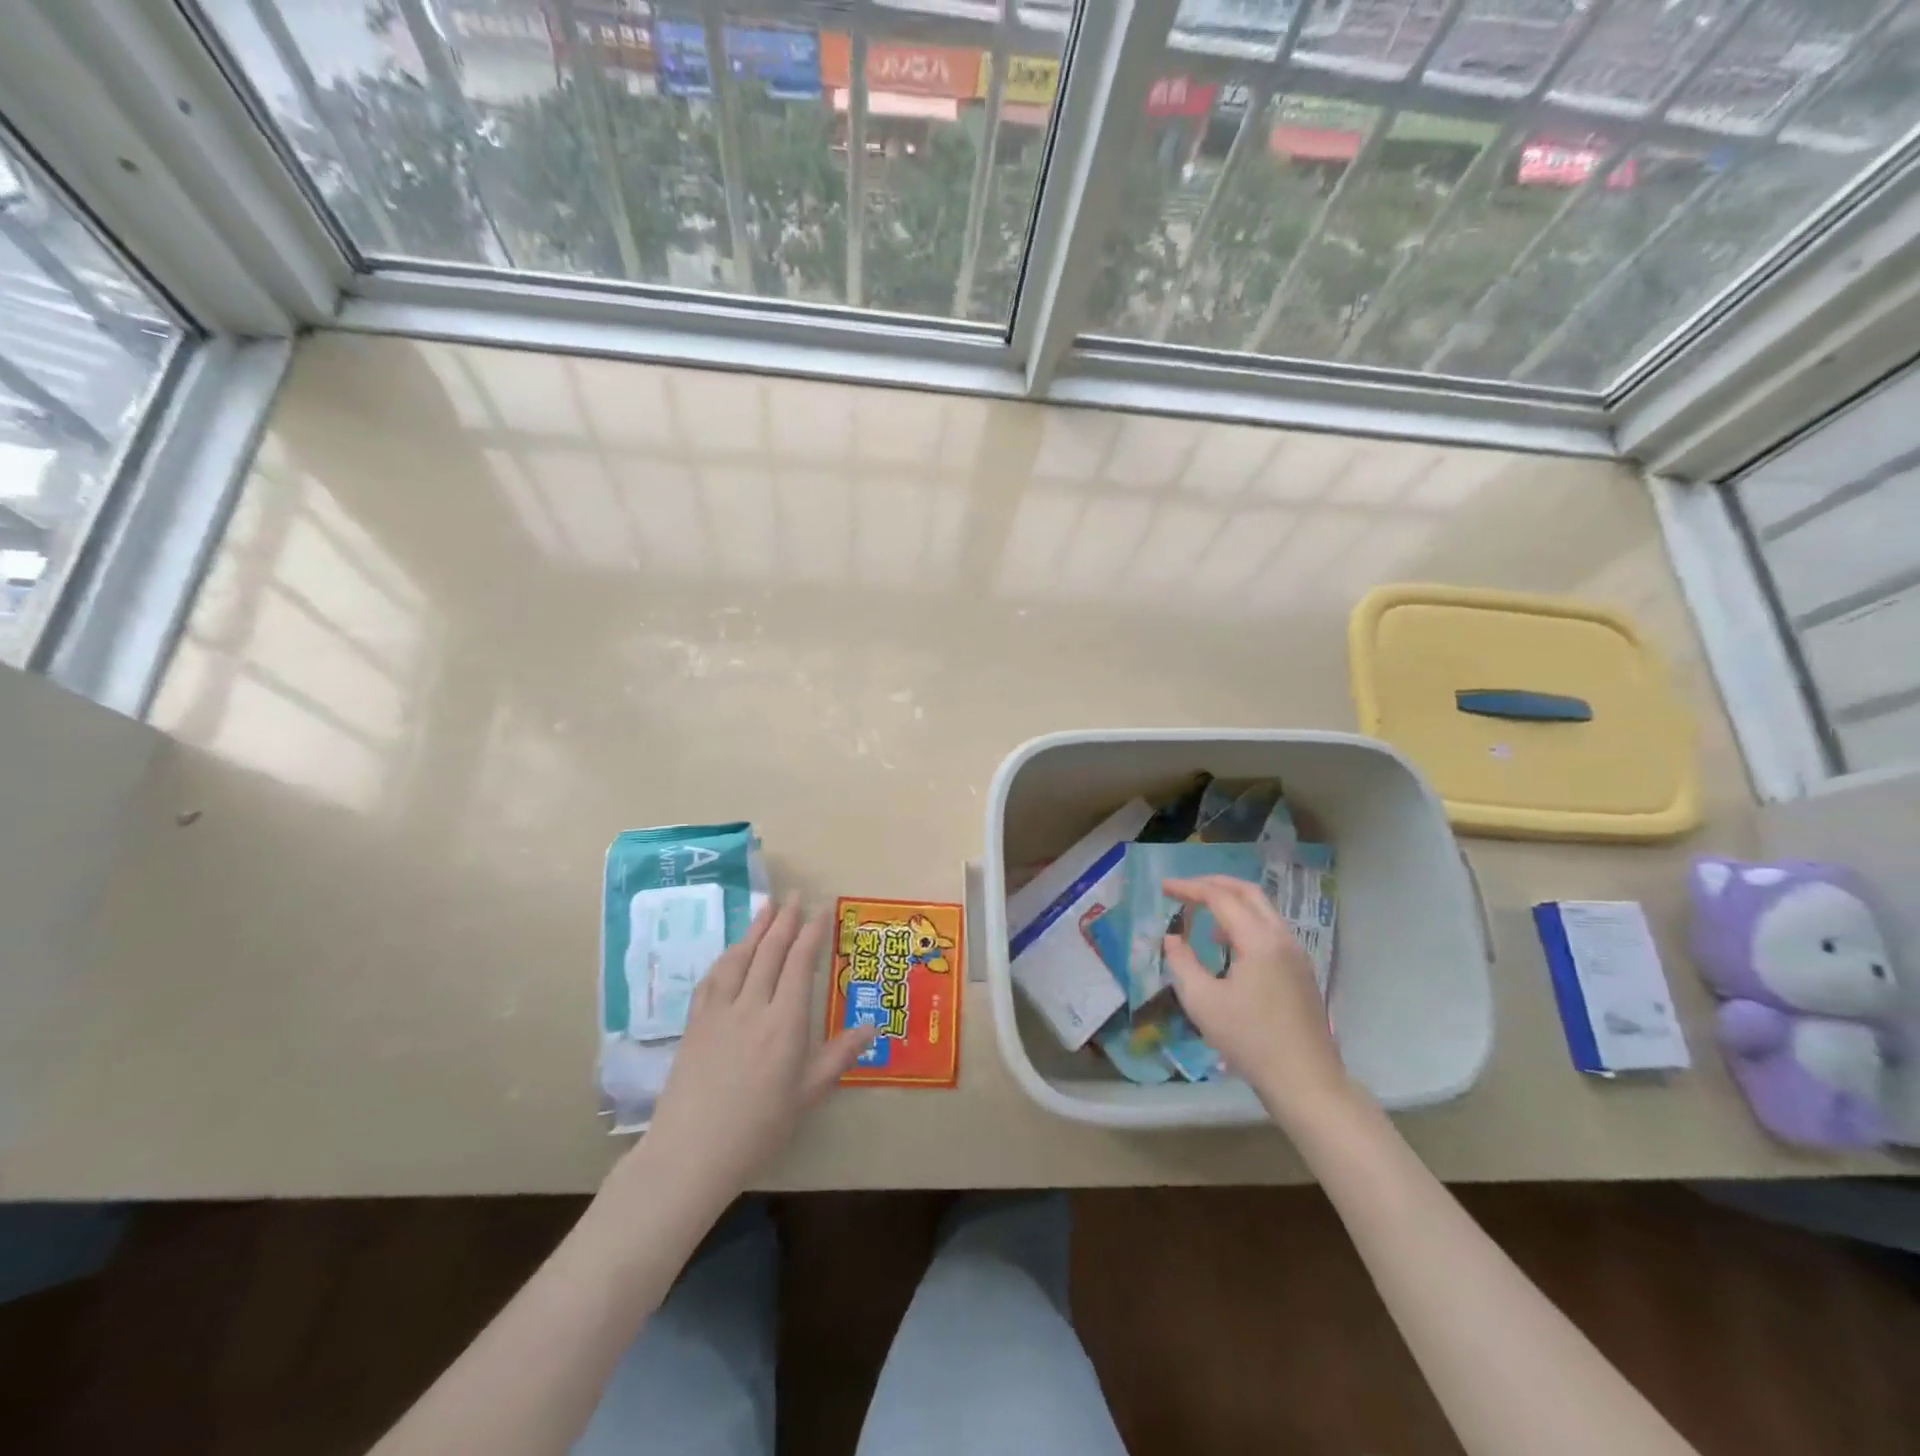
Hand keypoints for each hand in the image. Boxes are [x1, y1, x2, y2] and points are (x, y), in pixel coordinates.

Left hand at [634, 897, 873, 1212]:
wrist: (691, 1152)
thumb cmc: (759, 1127)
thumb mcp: (807, 1094)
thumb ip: (839, 1055)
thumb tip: (872, 1025)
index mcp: (785, 1022)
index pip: (800, 964)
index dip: (812, 934)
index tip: (821, 911)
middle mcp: (753, 1006)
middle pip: (770, 952)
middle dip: (785, 921)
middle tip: (795, 896)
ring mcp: (720, 1012)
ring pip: (740, 958)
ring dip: (755, 929)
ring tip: (767, 907)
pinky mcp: (695, 1023)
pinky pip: (713, 978)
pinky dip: (727, 956)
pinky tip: (731, 951)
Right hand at [1162, 875, 1354, 1128]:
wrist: (1306, 1082)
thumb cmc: (1250, 1040)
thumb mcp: (1202, 1002)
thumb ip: (1182, 962)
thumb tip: (1172, 938)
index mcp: (1259, 940)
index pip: (1220, 897)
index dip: (1189, 888)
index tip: (1163, 887)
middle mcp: (1281, 938)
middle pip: (1248, 892)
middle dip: (1214, 884)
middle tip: (1185, 889)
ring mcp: (1296, 954)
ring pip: (1262, 910)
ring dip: (1230, 904)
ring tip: (1202, 918)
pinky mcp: (1300, 972)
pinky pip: (1270, 930)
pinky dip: (1244, 923)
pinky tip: (1228, 947)